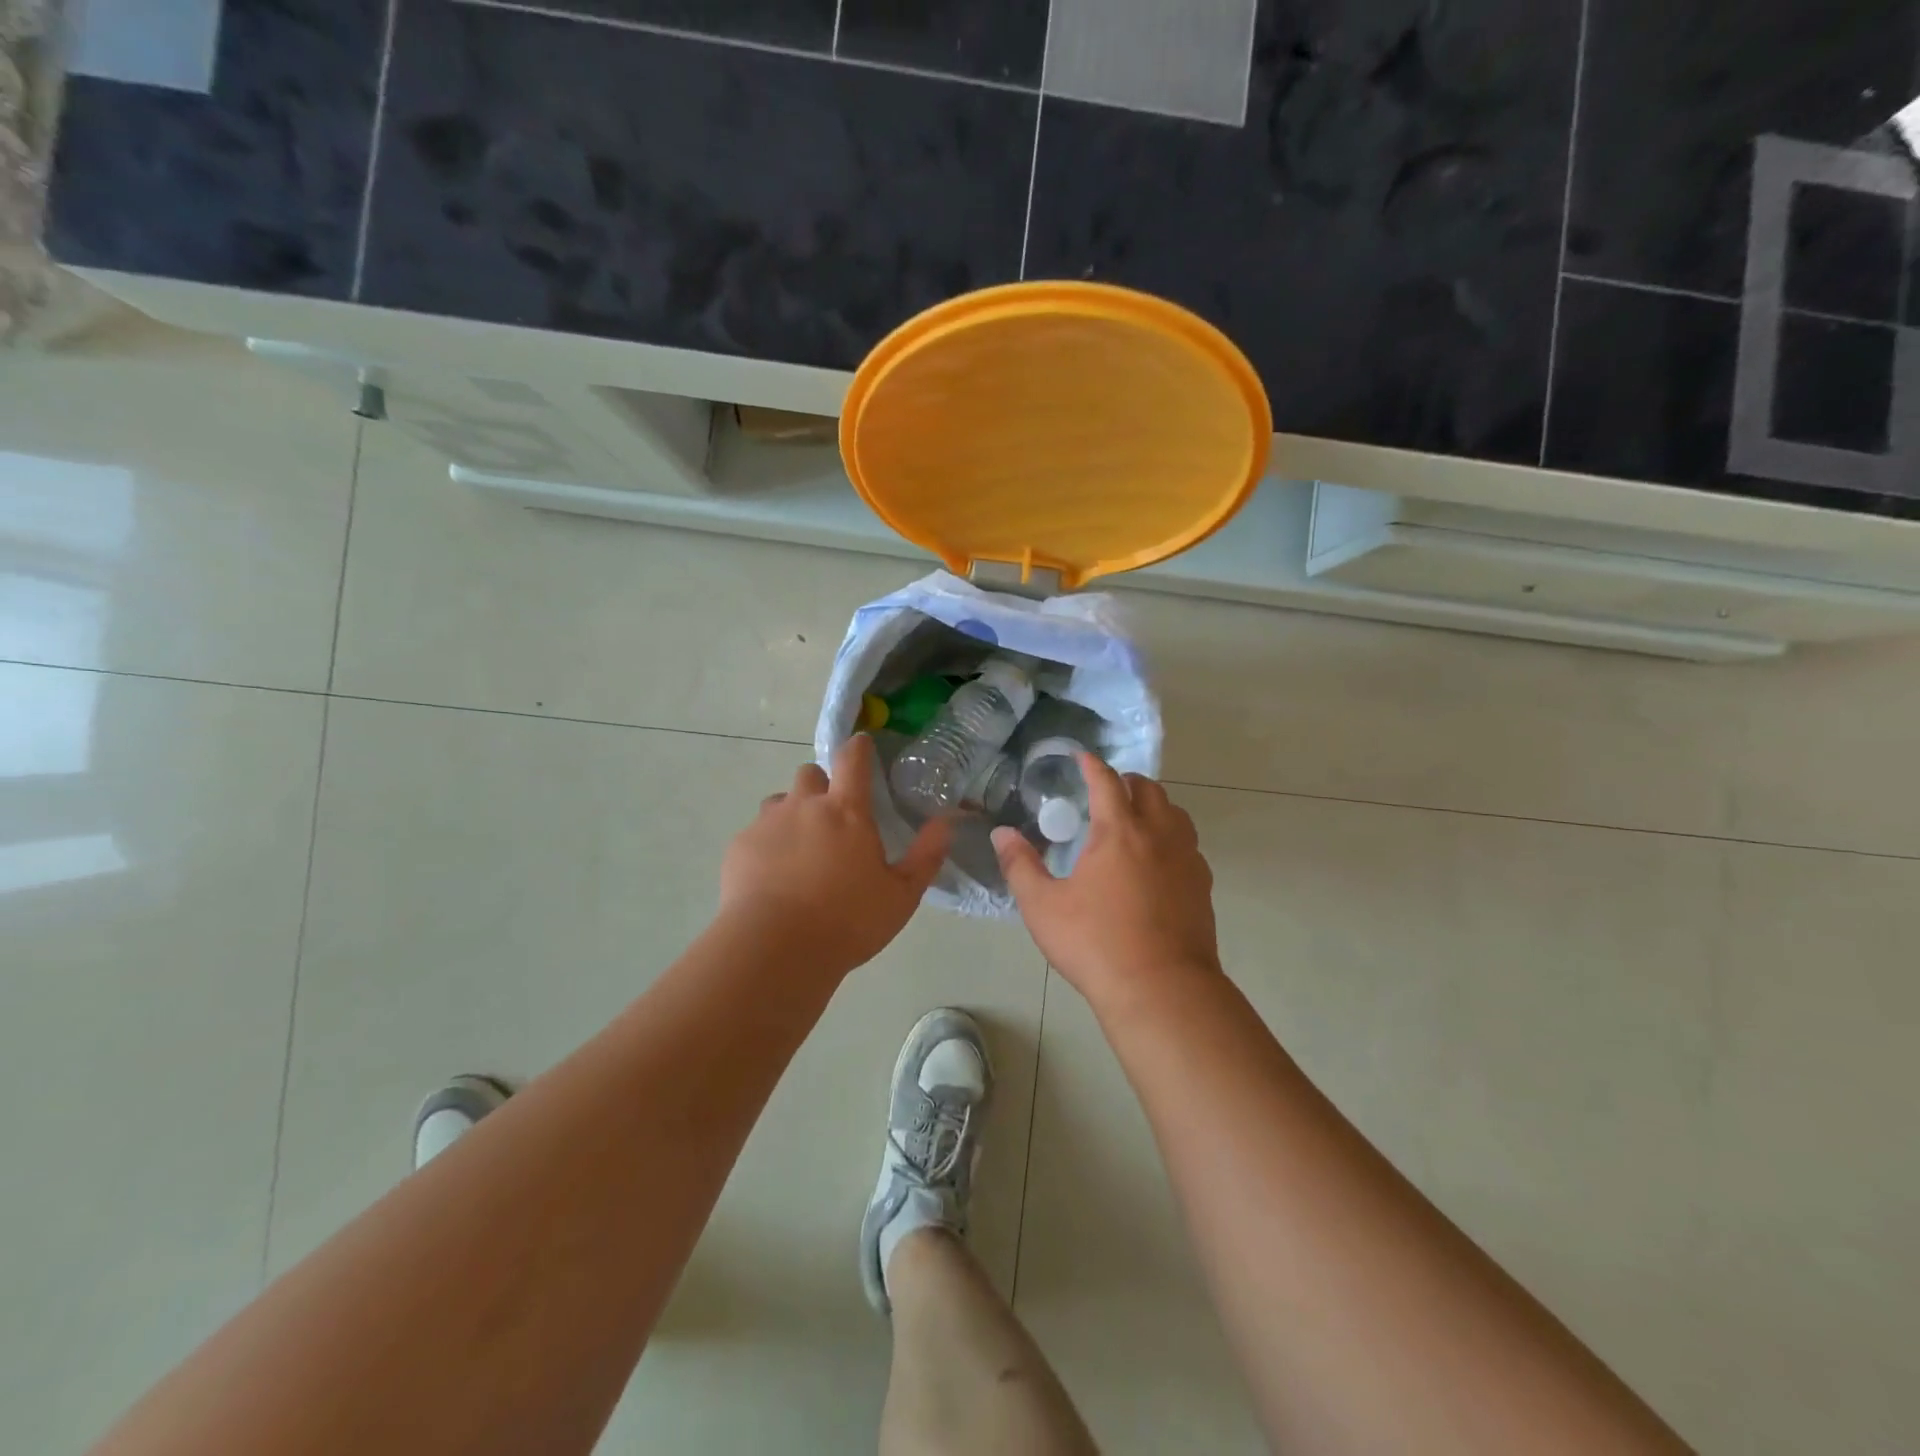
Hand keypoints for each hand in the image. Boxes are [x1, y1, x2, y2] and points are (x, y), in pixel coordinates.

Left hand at [720, 736, 950, 976]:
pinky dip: (767, 846)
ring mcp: (767, 824)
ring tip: (799, 851)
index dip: (858, 747)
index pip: (852, 759)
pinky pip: (756, 833)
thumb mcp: (901, 895)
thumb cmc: (847, 921)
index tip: (862, 745)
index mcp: (846, 811)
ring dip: (792, 815)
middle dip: (821, 786)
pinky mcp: (739, 847)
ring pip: (780, 802)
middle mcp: (804, 806)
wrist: (775, 949)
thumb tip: (945, 822)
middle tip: (832, 819)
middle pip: (810, 773)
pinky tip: (772, 878)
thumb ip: (926, 855)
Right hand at [993, 755, 1219, 1011]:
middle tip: (1106, 791)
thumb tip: (1002, 834)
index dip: (1091, 765)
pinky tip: (1158, 862)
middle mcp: (1158, 835)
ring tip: (1135, 820)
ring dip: (1154, 806)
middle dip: (1126, 782)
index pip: (1106, 782)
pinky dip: (1172, 838)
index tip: (1081, 757)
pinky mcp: (1202, 886)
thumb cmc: (1096, 943)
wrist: (1161, 989)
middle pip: (1148, 790)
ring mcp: (1187, 859)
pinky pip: (1189, 845)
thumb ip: (1020, 866)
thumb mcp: (1043, 907)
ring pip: (1176, 814)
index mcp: (1119, 831)